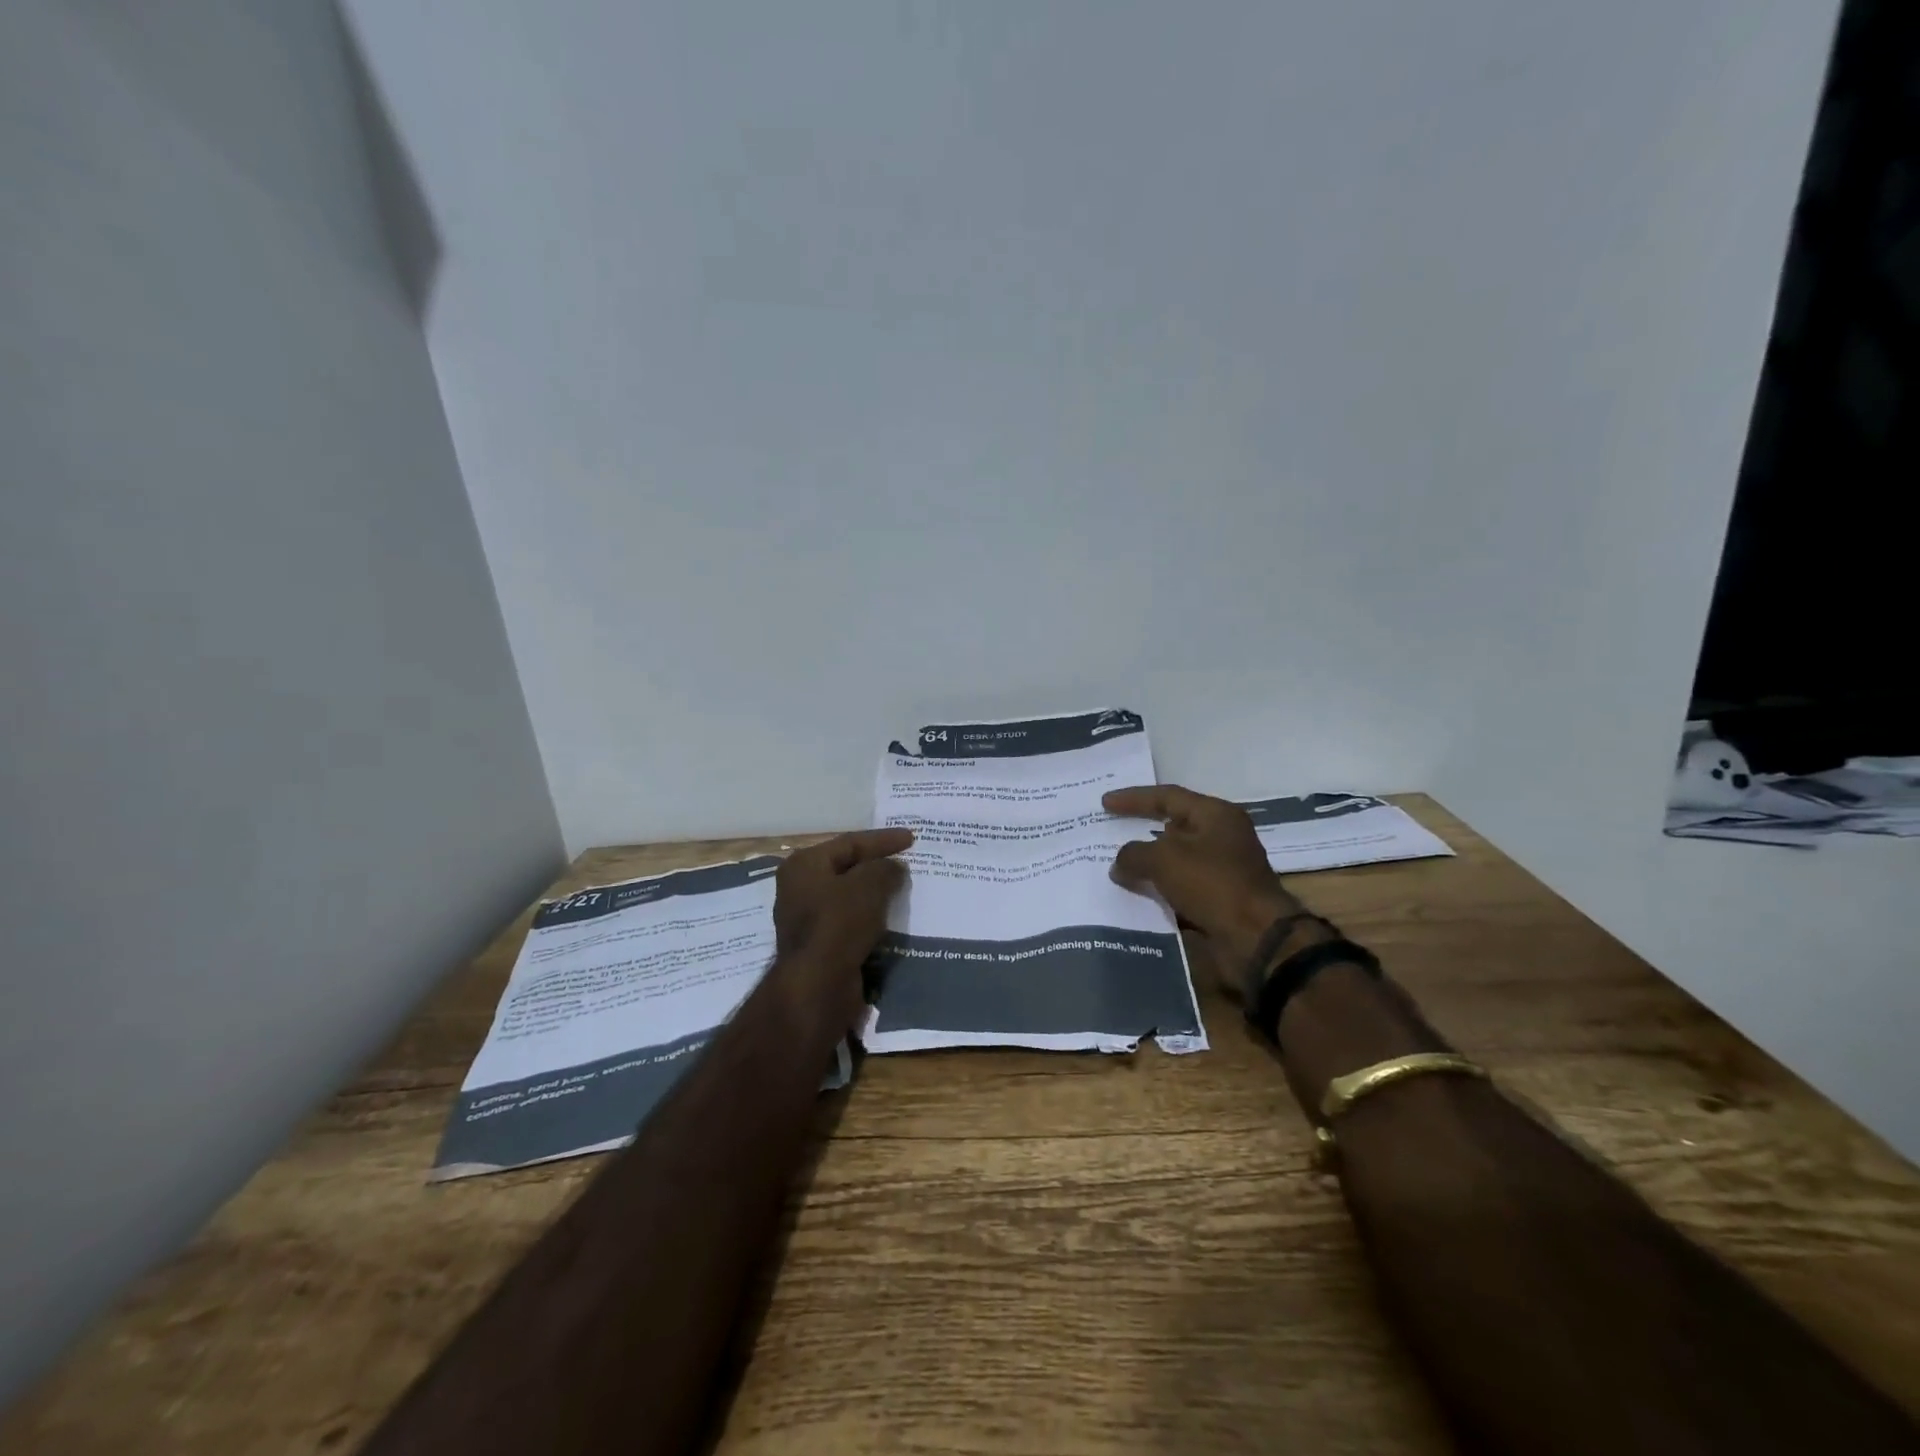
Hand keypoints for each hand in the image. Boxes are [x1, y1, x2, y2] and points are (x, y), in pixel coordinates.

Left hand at [773, 828, 912, 965]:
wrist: (818, 987)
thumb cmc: (839, 925)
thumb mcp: (868, 885)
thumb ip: (885, 868)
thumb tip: (893, 868)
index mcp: (804, 865)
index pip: (850, 843)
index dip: (883, 840)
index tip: (912, 839)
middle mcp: (800, 888)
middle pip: (847, 869)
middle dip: (879, 866)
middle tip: (909, 863)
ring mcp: (808, 919)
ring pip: (850, 898)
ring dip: (877, 894)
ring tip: (906, 891)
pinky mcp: (821, 946)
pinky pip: (851, 923)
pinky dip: (872, 919)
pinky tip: (894, 920)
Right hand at [1104, 785, 1302, 996]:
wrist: (1255, 938)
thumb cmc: (1212, 883)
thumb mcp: (1164, 859)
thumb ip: (1133, 854)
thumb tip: (1119, 863)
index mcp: (1215, 815)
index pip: (1167, 796)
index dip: (1133, 798)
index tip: (1105, 803)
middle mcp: (1221, 837)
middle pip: (1172, 827)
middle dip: (1139, 831)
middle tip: (1109, 831)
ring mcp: (1222, 870)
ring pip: (1175, 861)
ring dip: (1148, 865)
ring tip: (1115, 868)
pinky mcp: (1219, 900)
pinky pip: (1180, 888)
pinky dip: (1159, 891)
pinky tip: (1135, 896)